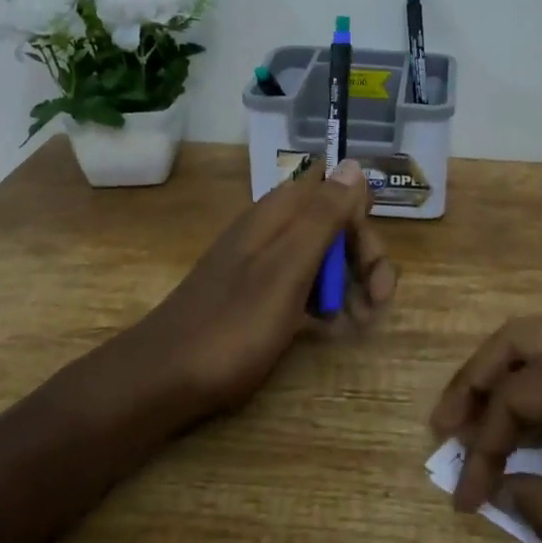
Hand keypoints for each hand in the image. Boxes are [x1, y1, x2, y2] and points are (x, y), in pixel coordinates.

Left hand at [128, 159, 397, 416]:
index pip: (336, 187)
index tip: (370, 261)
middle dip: (364, 257)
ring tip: (359, 324)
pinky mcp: (258, 291)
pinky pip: (303, 282)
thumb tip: (353, 164)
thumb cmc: (233, 323)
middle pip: (335, 222)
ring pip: (323, 254)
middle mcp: (274, 226)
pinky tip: (329, 329)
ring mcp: (264, 260)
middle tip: (378, 304)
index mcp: (281, 211)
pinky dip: (324, 300)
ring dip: (350, 282)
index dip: (360, 216)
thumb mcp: (288, 267)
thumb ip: (323, 214)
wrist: (163, 378)